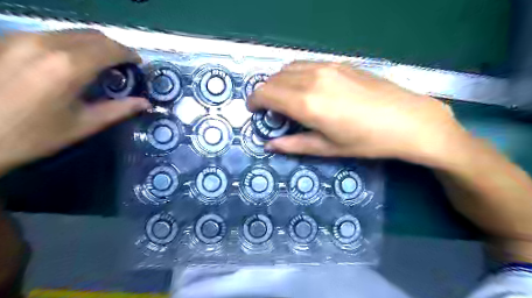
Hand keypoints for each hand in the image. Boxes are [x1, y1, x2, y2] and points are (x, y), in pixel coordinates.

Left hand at [0, 31, 149, 173]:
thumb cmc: (32, 135)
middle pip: (93, 36)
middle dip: (114, 48)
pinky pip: (53, 35)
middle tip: (124, 66)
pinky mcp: (7, 40)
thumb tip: (145, 103)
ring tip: (101, 65)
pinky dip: (73, 45)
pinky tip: (73, 63)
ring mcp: (22, 38)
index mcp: (69, 66)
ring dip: (94, 45)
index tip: (139, 64)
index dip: (129, 54)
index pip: (110, 49)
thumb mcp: (83, 125)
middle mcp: (46, 44)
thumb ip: (118, 110)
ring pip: (72, 33)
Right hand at [247, 60, 466, 165]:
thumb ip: (293, 145)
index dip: (254, 101)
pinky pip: (305, 64)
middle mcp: (311, 78)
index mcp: (306, 102)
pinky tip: (305, 88)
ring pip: (288, 68)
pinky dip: (295, 75)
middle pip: (273, 79)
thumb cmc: (366, 141)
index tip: (253, 111)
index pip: (265, 93)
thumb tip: (269, 144)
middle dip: (264, 93)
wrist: (408, 120)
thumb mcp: (327, 148)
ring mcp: (326, 67)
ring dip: (279, 82)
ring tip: (286, 99)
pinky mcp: (339, 63)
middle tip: (271, 111)